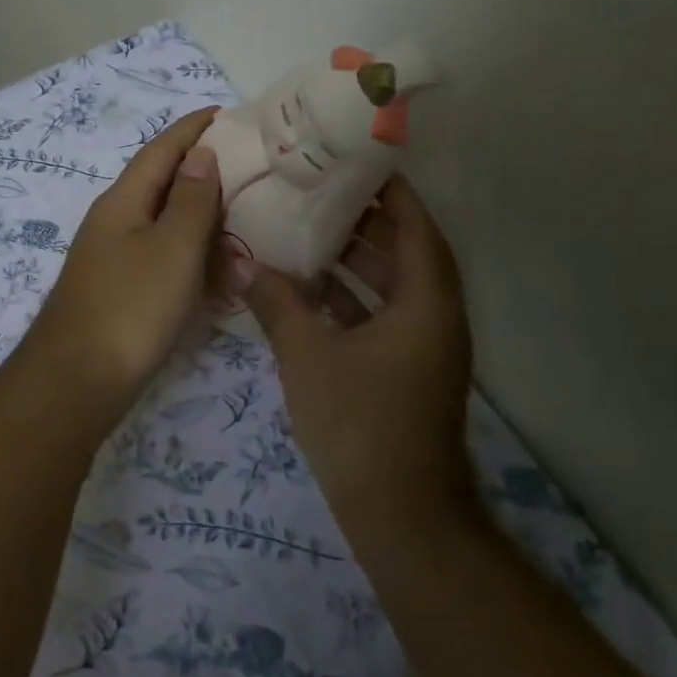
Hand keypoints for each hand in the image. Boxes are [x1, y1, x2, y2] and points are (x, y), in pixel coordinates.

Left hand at [27, 108, 225, 407]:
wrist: (78, 380)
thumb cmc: (131, 307)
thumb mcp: (172, 248)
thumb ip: (190, 199)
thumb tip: (200, 154)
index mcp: (123, 201)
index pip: (161, 149)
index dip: (192, 128)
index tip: (226, 112)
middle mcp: (114, 222)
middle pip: (161, 183)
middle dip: (202, 171)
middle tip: (249, 167)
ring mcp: (115, 259)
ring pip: (164, 223)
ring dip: (201, 217)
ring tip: (244, 213)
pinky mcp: (121, 292)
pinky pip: (163, 259)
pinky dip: (192, 256)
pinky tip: (218, 269)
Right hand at [245, 176, 475, 530]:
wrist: (400, 515)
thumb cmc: (360, 423)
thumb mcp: (308, 355)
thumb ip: (276, 303)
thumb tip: (242, 262)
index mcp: (426, 301)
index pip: (415, 225)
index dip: (389, 190)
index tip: (354, 161)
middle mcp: (434, 316)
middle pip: (406, 251)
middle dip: (365, 220)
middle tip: (317, 190)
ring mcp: (423, 347)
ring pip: (392, 286)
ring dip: (356, 261)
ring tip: (306, 231)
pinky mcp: (406, 372)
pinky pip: (381, 316)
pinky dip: (351, 299)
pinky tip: (308, 291)